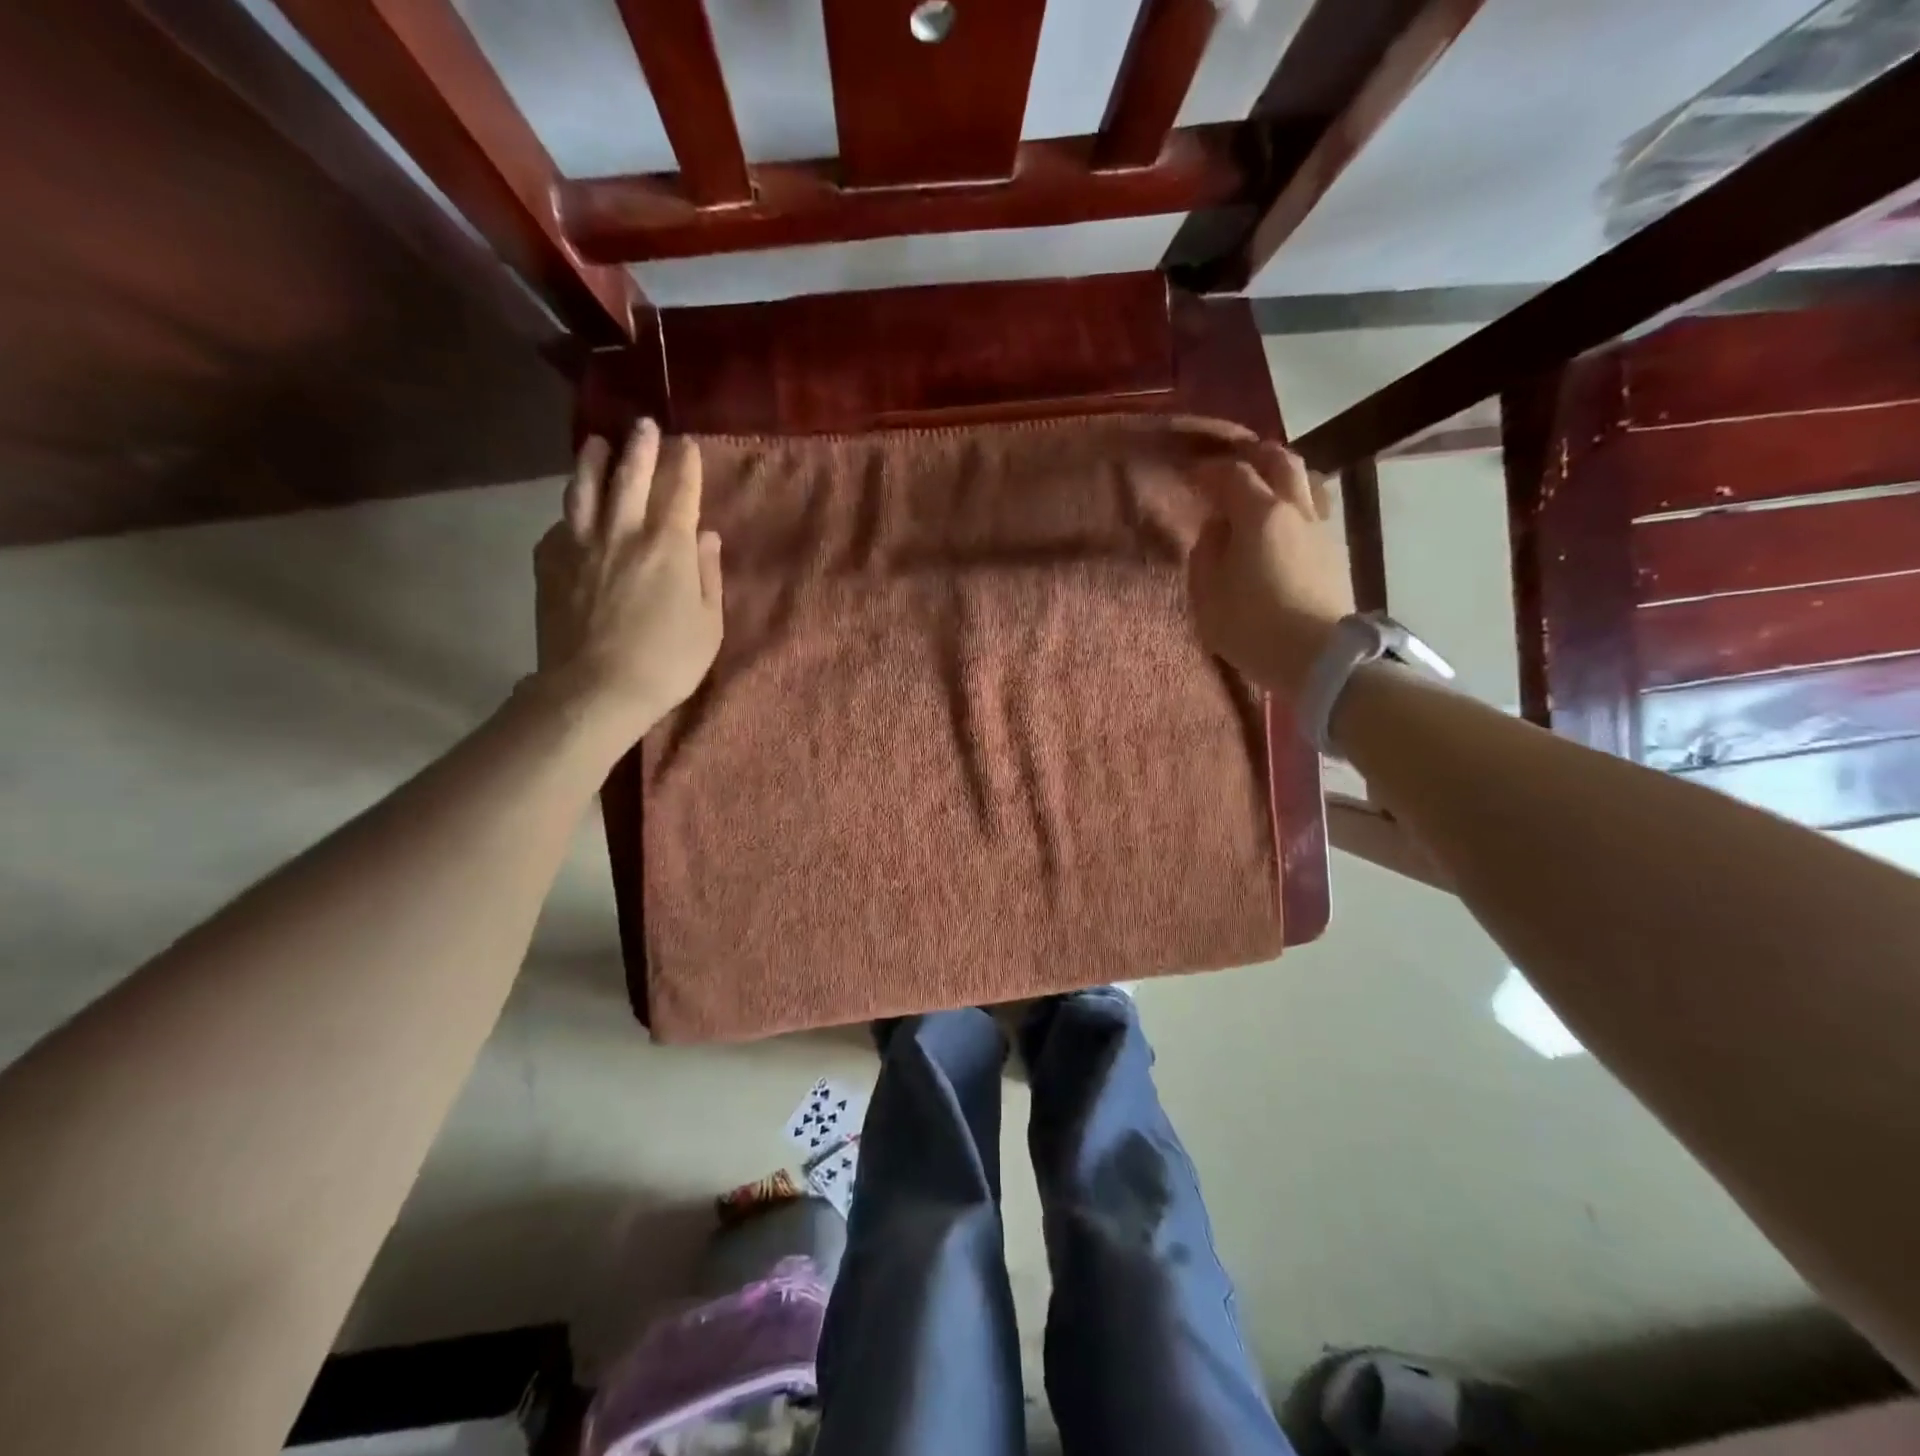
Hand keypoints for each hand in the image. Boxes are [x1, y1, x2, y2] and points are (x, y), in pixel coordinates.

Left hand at [533, 420, 722, 736]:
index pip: (679, 492)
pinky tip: (573, 511)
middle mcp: (622, 532)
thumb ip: (707, 575)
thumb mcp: (708, 624)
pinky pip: (560, 524)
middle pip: (630, 477)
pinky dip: (571, 510)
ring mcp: (580, 544)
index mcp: (667, 546)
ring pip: (584, 489)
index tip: (686, 444)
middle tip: (644, 425)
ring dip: (593, 461)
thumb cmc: (666, 662)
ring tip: (596, 444)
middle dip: (640, 447)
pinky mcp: (549, 562)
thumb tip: (705, 536)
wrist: (594, 689)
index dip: (684, 465)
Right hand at [1185, 442, 1352, 698]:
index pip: (1234, 474)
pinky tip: (1287, 521)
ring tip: (1266, 486)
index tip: (1193, 473)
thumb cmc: (1252, 626)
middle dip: (1255, 456)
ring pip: (1308, 480)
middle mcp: (1295, 510)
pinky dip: (1299, 501)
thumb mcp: (1208, 595)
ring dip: (1284, 475)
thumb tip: (1217, 529)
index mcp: (1259, 514)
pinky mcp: (1336, 551)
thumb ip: (1206, 552)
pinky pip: (1318, 508)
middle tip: (1233, 463)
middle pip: (1281, 462)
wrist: (1317, 657)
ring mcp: (1322, 529)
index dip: (1211, 469)